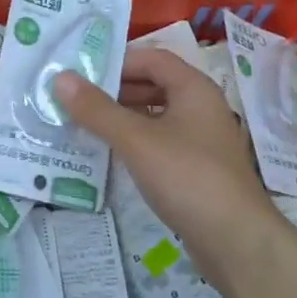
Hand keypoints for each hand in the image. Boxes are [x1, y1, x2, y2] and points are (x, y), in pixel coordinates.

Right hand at [54, 47, 281, 290]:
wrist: (235, 239)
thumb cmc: (187, 177)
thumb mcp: (136, 140)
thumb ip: (97, 109)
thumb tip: (60, 78)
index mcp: (194, 88)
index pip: (152, 58)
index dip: (117, 61)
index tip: (81, 73)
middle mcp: (202, 107)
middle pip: (154, 85)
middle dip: (116, 90)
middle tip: (76, 99)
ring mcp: (202, 139)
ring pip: (156, 116)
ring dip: (123, 117)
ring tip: (85, 125)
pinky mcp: (198, 168)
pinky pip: (161, 142)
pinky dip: (136, 141)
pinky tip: (112, 154)